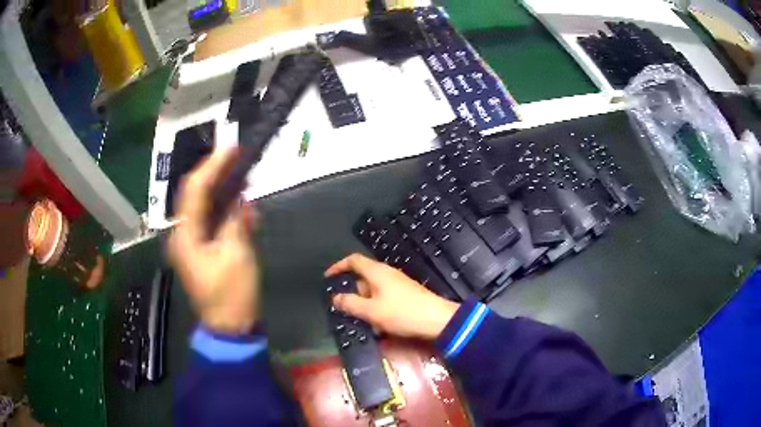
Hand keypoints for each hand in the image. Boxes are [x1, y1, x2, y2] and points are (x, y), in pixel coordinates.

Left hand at [168, 147, 259, 334]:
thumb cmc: (232, 295)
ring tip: (242, 174)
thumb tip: (239, 197)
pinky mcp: (203, 251)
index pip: (195, 189)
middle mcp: (184, 234)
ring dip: (222, 190)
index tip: (232, 147)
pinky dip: (226, 210)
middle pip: (196, 195)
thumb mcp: (238, 254)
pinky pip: (212, 222)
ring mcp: (192, 243)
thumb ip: (236, 220)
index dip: (213, 165)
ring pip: (205, 207)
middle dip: (216, 173)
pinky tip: (242, 205)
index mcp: (186, 234)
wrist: (230, 329)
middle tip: (238, 156)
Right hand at [325, 254, 459, 339]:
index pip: (353, 260)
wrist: (437, 320)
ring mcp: (398, 284)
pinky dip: (375, 307)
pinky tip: (377, 324)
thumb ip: (351, 304)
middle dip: (351, 291)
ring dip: (363, 303)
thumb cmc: (402, 313)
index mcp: (377, 272)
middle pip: (362, 276)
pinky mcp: (405, 295)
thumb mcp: (371, 311)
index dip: (338, 266)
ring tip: (358, 320)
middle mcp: (387, 273)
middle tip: (341, 307)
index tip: (328, 278)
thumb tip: (335, 298)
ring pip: (373, 290)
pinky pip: (383, 297)